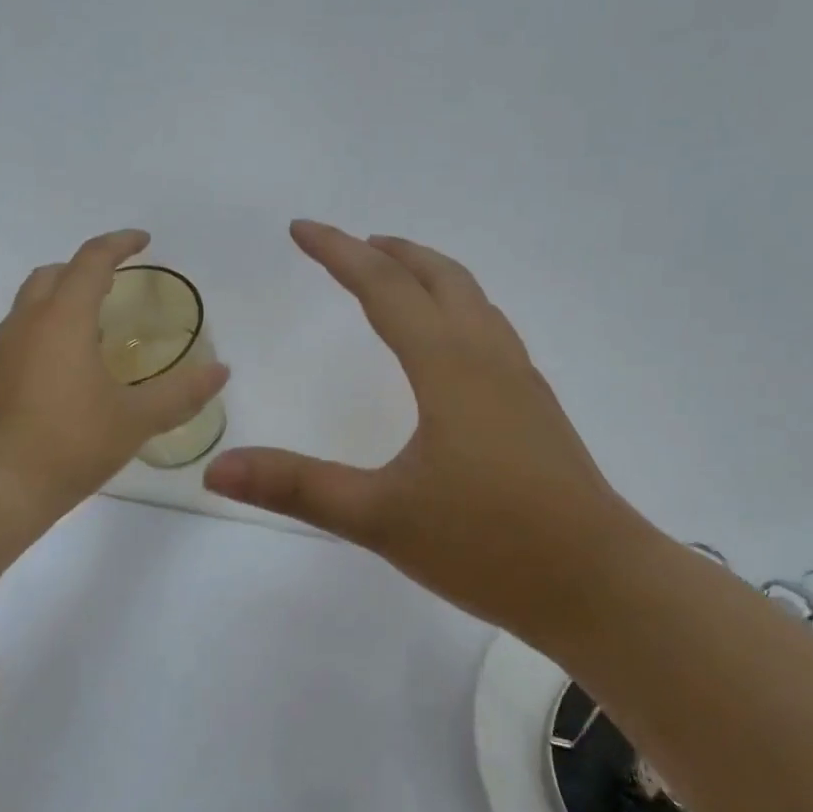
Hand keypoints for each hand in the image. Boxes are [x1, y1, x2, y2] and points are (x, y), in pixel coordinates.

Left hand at [0, 229, 229, 511]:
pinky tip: (59, 378)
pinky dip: (40, 340)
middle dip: (83, 271)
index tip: (143, 241)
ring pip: (28, 309)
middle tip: (114, 289)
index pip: (91, 261)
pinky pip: (14, 342)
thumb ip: (181, 393)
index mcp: (62, 320)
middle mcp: (23, 324)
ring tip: (91, 337)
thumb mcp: (136, 419)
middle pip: (51, 276)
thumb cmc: (72, 444)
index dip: (119, 244)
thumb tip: (221, 371)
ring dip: (59, 306)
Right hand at [203, 221, 655, 648]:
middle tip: (349, 245)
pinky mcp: (537, 409)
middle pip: (440, 277)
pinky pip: (491, 332)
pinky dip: (457, 310)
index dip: (338, 253)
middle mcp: (489, 358)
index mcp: (449, 367)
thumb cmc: (489, 545)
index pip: (385, 288)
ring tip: (396, 280)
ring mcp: (521, 382)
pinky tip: (449, 348)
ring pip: (474, 301)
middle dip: (390, 252)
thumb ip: (298, 488)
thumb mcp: (380, 519)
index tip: (301, 229)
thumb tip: (215, 469)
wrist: (597, 583)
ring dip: (430, 276)